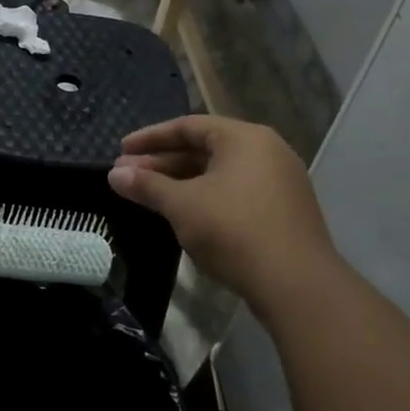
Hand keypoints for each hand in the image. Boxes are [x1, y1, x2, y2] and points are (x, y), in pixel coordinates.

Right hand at [108, 115, 332, 302]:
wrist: (295, 284)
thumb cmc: (234, 230)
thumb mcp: (182, 205)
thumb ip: (148, 186)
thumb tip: (114, 175)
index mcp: (244, 138)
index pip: (188, 126)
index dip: (150, 138)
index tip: (121, 151)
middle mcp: (266, 151)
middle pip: (204, 149)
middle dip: (162, 163)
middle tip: (127, 176)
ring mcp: (279, 183)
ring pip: (219, 174)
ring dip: (181, 182)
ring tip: (148, 196)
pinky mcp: (283, 212)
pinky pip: (235, 193)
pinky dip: (205, 197)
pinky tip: (183, 214)